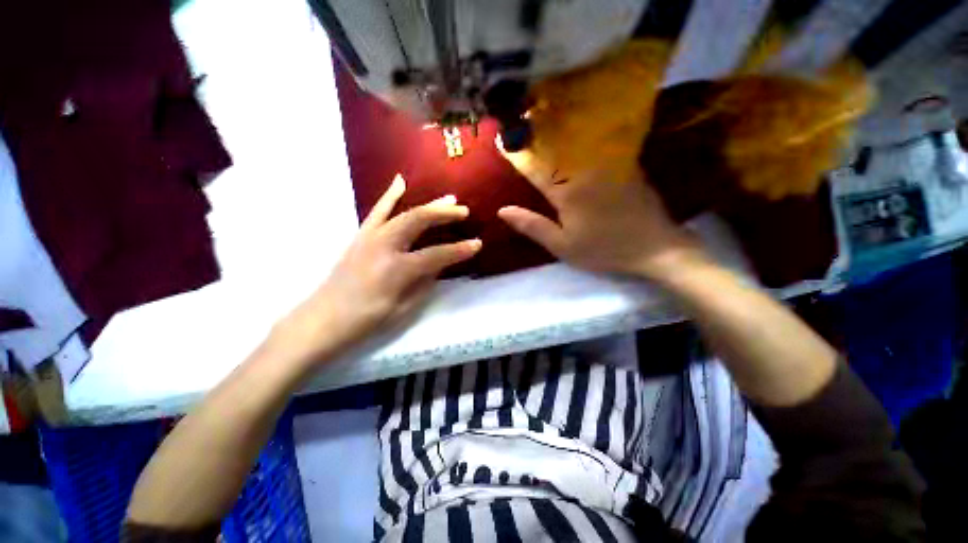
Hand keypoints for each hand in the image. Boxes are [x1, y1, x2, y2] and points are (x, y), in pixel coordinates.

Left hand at [276, 174, 481, 363]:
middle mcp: (383, 246)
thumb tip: (440, 264)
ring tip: (446, 198)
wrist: (322, 319)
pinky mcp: (360, 236)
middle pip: (418, 220)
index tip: (477, 244)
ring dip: (426, 203)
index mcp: (396, 269)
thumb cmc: (365, 320)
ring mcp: (369, 237)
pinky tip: (400, 182)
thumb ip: (425, 282)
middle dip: (444, 214)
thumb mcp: (403, 308)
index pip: (436, 255)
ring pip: (401, 211)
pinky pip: (377, 211)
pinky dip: (390, 195)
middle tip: (463, 211)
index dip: (459, 250)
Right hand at [497, 139, 701, 279]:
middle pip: (556, 147)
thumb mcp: (562, 245)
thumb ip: (532, 226)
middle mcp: (586, 170)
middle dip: (536, 132)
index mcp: (567, 192)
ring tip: (542, 116)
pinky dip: (583, 136)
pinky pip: (598, 145)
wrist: (654, 247)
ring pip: (578, 142)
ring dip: (559, 129)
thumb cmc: (604, 249)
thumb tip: (502, 210)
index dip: (517, 154)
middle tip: (520, 119)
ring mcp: (608, 164)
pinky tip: (576, 130)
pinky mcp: (624, 164)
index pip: (535, 169)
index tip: (501, 139)